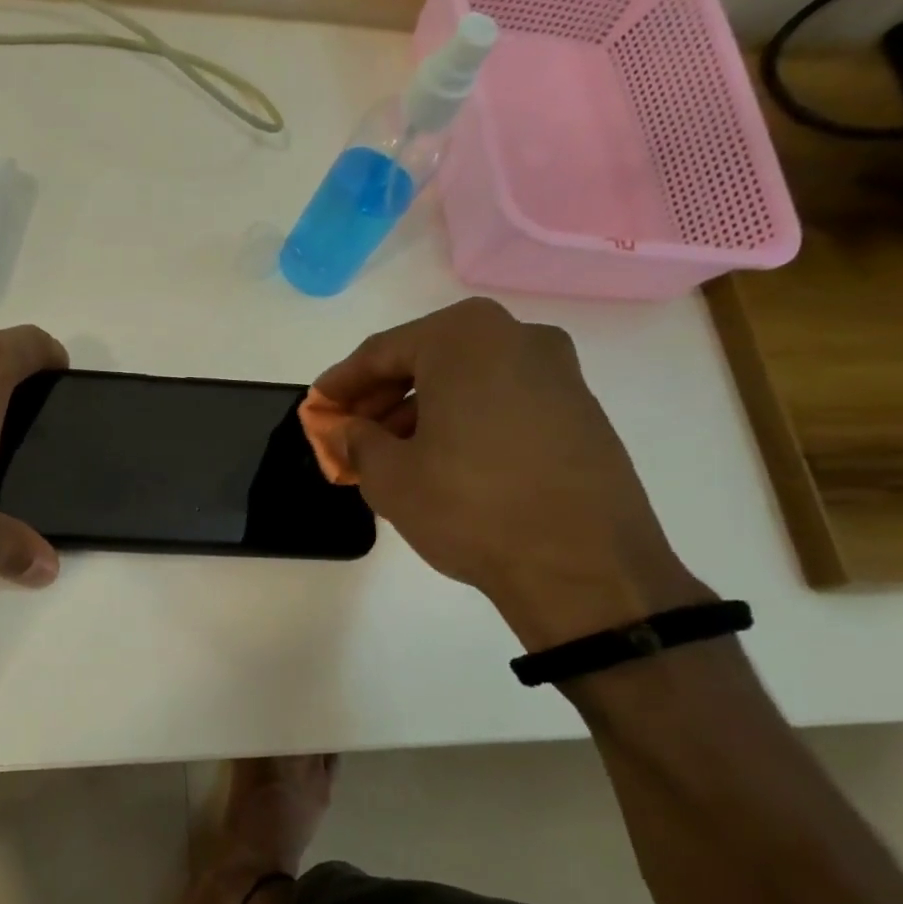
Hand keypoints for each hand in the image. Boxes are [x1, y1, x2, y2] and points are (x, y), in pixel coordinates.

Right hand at [314, 298, 703, 648]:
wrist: (585, 566)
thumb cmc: (471, 506)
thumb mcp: (389, 476)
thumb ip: (356, 440)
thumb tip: (345, 429)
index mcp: (464, 338)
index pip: (381, 352)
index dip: (341, 384)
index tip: (317, 408)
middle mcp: (516, 338)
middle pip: (427, 359)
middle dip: (381, 397)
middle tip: (350, 433)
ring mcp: (557, 372)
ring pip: (465, 379)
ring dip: (420, 409)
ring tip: (390, 453)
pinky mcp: (580, 410)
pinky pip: (501, 399)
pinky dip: (462, 419)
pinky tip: (440, 458)